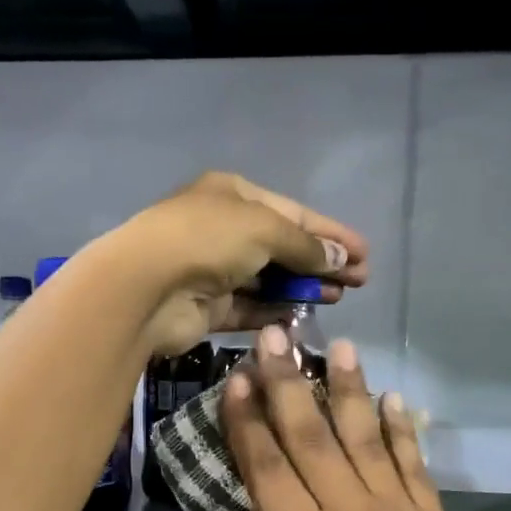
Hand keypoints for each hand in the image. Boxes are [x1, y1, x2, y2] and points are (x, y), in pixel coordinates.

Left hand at [106, 172, 368, 355]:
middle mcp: (222, 229)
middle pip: (283, 246)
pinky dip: (275, 311)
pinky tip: (303, 316)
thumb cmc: (207, 240)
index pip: (293, 213)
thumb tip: (339, 258)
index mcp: (233, 195)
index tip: (365, 254)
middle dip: (322, 262)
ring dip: (302, 288)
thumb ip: (304, 245)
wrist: (145, 287)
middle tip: (359, 281)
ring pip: (268, 279)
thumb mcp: (265, 229)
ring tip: (339, 298)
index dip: (331, 233)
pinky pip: (249, 308)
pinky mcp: (206, 307)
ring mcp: (212, 270)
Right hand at [222, 331, 510, 510]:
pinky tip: (394, 399)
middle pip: (312, 438)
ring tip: (340, 347)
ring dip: (349, 390)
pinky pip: (413, 465)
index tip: (237, 378)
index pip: (267, 469)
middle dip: (288, 384)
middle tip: (276, 337)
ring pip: (365, 438)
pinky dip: (402, 430)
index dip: (248, 422)